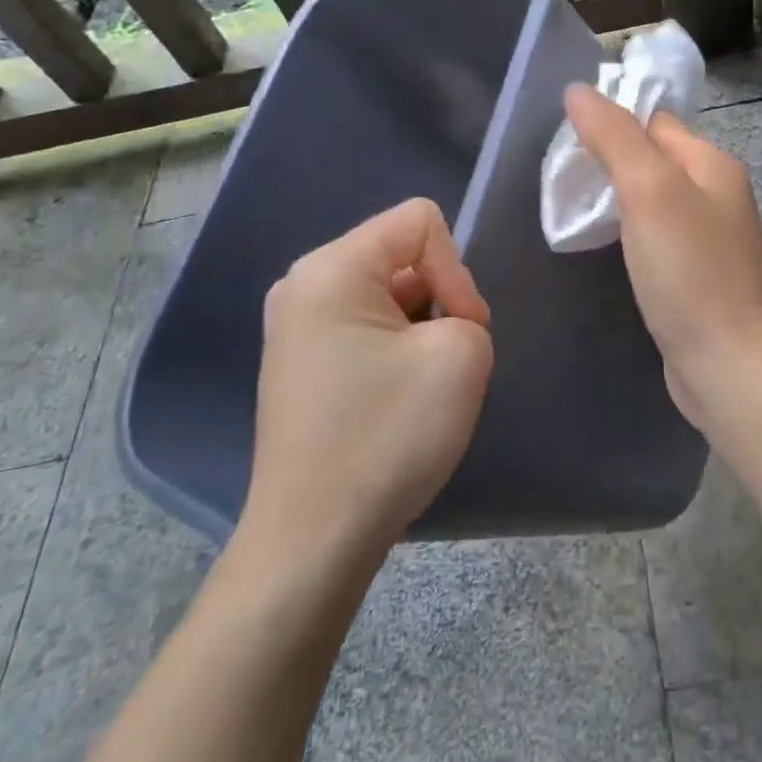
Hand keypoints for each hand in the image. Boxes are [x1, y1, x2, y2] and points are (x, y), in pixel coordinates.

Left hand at [234, 198, 493, 565]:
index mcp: (331, 268)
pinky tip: (395, 399)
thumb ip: (466, 310)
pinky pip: (363, 325)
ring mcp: (295, 325)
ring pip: (386, 293)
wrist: (312, 540)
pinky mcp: (300, 362)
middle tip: (445, 359)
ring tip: (420, 384)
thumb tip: (437, 324)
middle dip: (438, 297)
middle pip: (401, 253)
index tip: (462, 330)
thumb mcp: (460, 356)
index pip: (420, 221)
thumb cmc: (387, 437)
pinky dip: (394, 349)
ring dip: (419, 327)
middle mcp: (303, 284)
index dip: (456, 269)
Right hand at [563, 85, 761, 427]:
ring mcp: (712, 239)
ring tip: (575, 212)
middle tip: (563, 180)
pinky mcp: (700, 277)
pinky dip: (631, 236)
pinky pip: (659, 239)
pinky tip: (608, 249)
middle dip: (611, 163)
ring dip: (618, 201)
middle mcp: (718, 195)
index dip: (612, 123)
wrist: (728, 366)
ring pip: (654, 202)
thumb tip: (578, 90)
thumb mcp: (649, 192)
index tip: (566, 141)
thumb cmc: (689, 271)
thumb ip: (615, 137)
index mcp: (713, 165)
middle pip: (655, 160)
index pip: (655, 123)